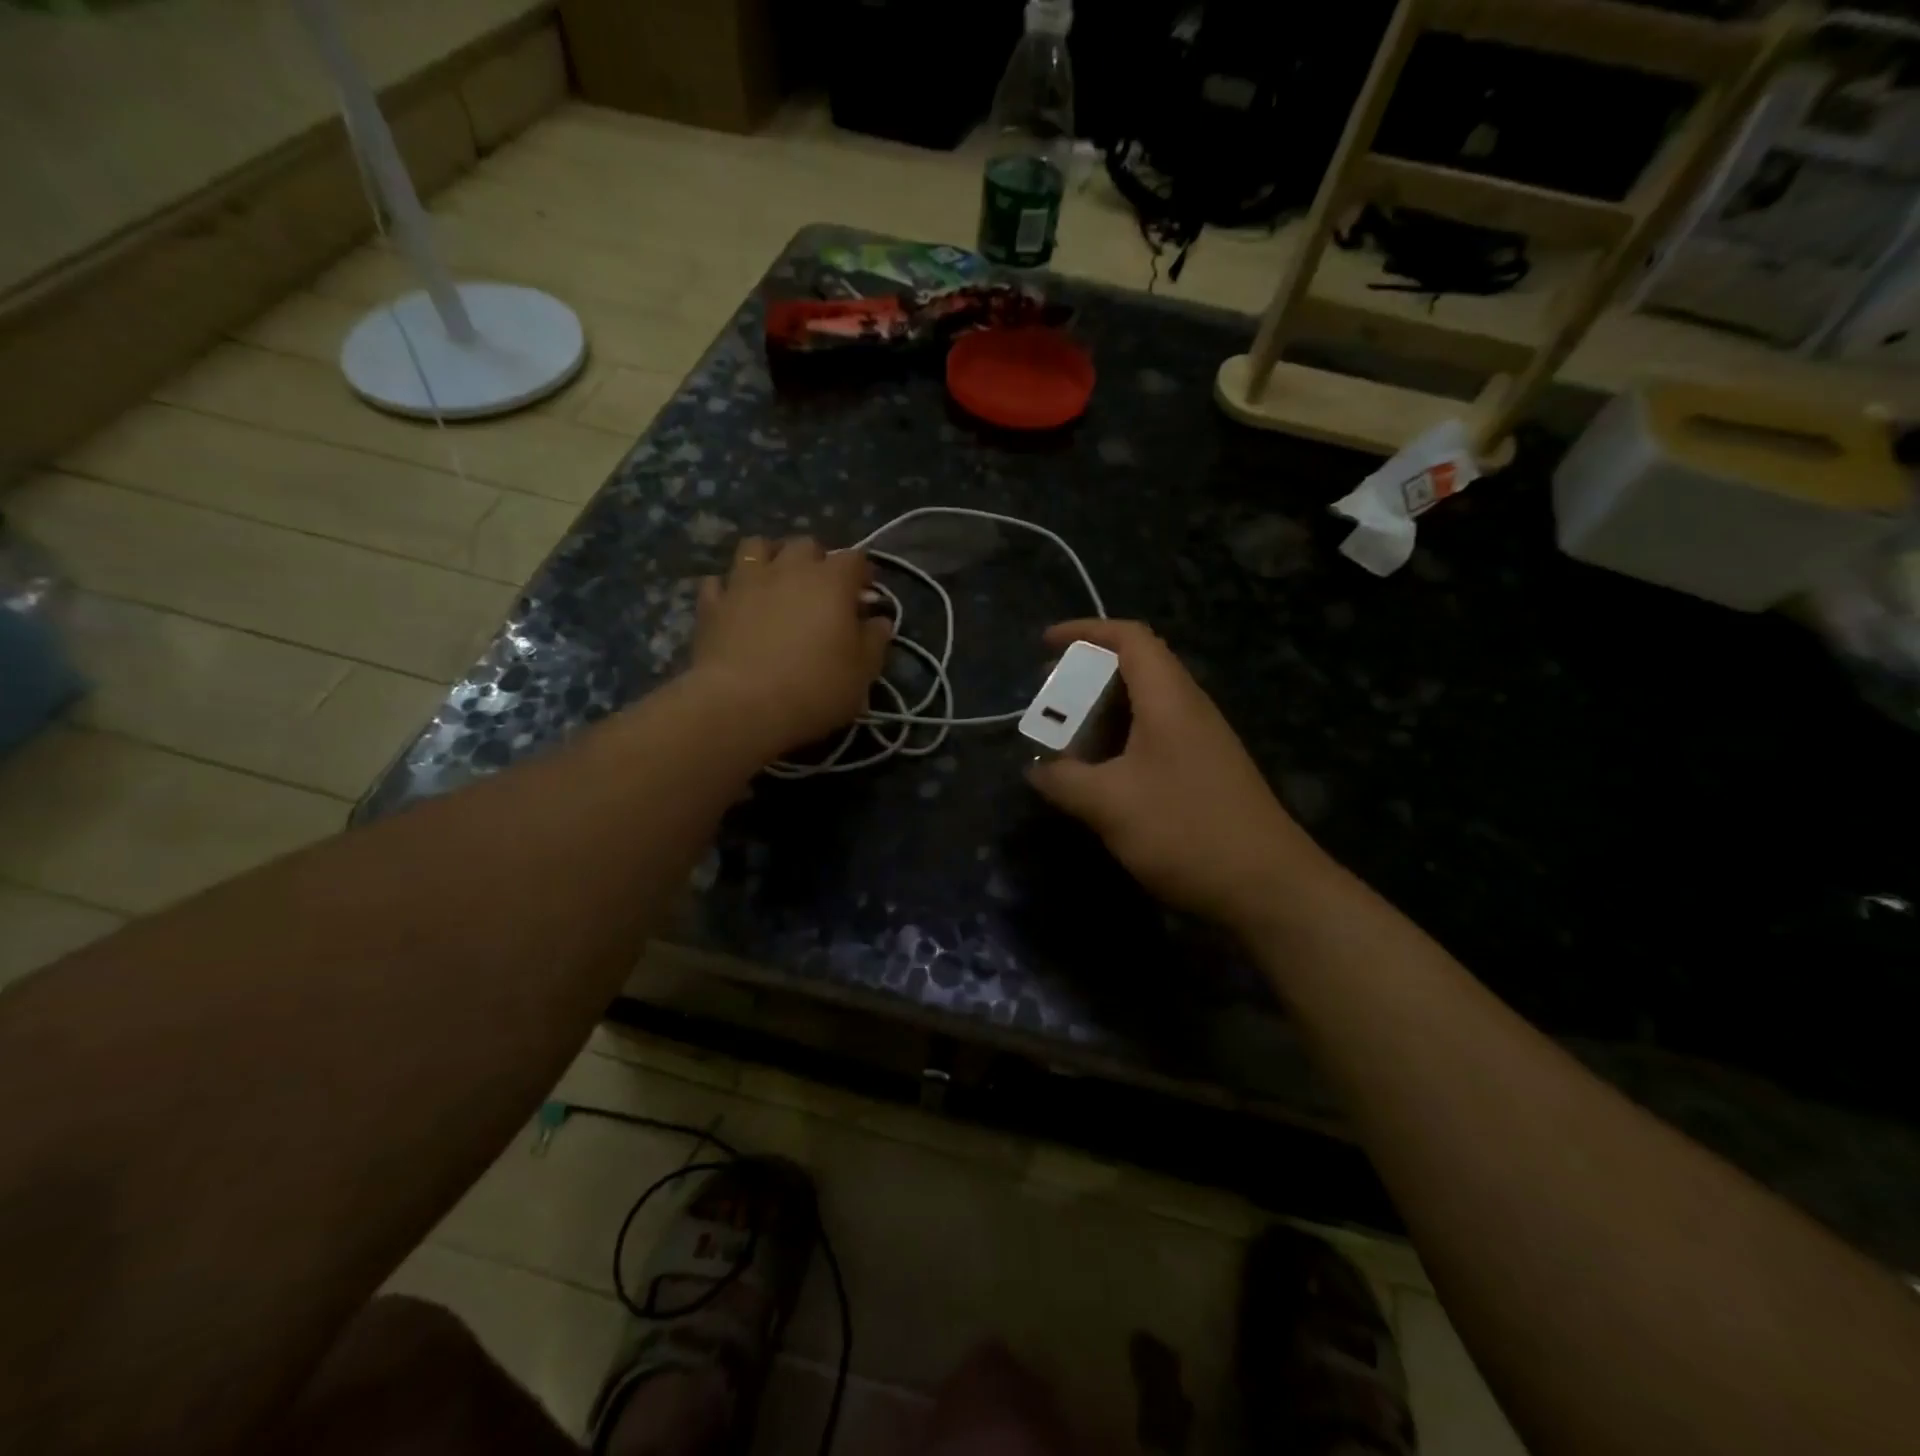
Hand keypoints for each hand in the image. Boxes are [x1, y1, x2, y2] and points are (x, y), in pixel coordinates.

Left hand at [691, 535, 891, 756]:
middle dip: (816, 560)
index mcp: (831, 581)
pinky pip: (718, 582)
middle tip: (821, 589)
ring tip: (774, 582)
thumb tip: (879, 622)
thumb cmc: (815, 688)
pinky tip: (735, 605)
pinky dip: (728, 588)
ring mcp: (744, 582)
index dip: (863, 572)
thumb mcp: (862, 672)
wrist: (742, 705)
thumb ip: (874, 641)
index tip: (865, 593)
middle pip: (805, 544)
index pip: (854, 558)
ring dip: (769, 558)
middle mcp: (788, 569)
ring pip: (754, 547)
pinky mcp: (711, 604)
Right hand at [1026, 620, 1328, 931]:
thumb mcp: (1109, 804)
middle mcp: (1189, 709)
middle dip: (1086, 678)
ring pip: (1144, 708)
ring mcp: (1201, 742)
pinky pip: (1154, 739)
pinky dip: (1119, 743)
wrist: (1267, 887)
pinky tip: (1100, 777)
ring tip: (1065, 740)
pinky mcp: (1204, 773)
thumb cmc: (1185, 830)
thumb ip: (1064, 780)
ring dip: (1101, 715)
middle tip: (1049, 703)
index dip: (1085, 631)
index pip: (1130, 638)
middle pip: (1136, 669)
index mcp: (1169, 699)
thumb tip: (1036, 770)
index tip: (1046, 645)